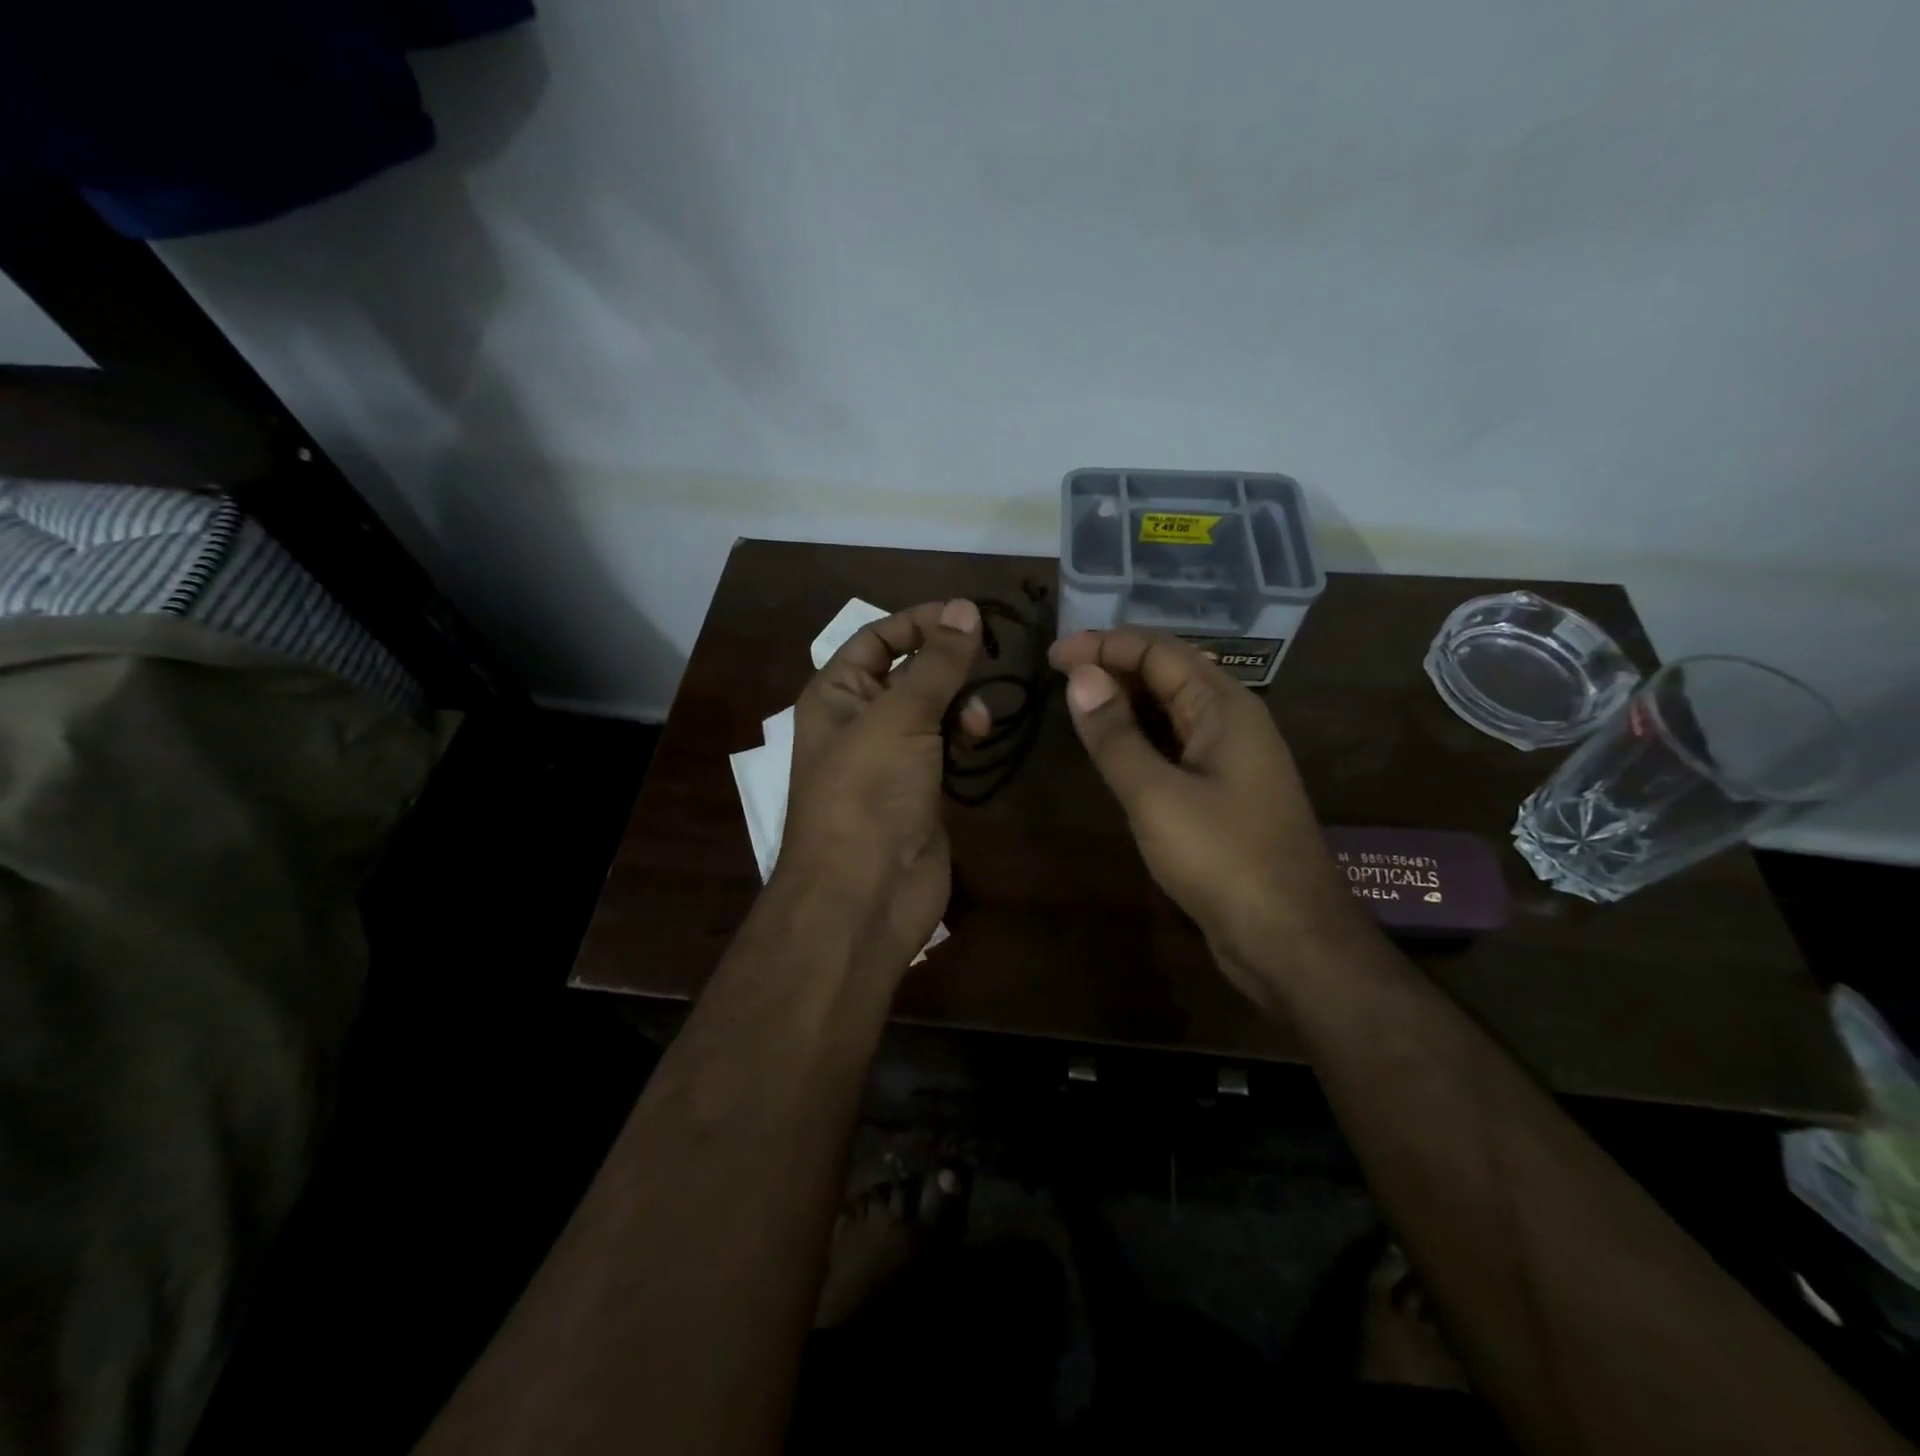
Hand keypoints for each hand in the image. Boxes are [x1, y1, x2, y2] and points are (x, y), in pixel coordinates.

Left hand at [777, 600, 988, 975]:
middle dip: (946, 664)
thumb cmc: (869, 793)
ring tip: (979, 720)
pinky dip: (964, 737)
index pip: (876, 638)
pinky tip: (980, 739)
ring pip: (932, 710)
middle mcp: (860, 721)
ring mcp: (891, 759)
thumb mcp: (900, 716)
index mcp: (836, 695)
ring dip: (960, 703)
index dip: (919, 622)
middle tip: (988, 660)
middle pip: (908, 672)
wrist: (865, 894)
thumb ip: (936, 663)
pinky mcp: (920, 790)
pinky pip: (945, 747)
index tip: (969, 616)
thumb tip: (965, 608)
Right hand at [1048, 628, 1361, 1005]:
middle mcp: (1232, 722)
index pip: (1159, 651)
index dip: (1104, 645)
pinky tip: (1110, 749)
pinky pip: (1175, 747)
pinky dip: (1139, 738)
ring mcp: (1230, 760)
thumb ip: (1115, 735)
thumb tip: (1079, 676)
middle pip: (1168, 674)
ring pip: (1171, 712)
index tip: (1052, 655)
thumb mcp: (1156, 795)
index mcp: (1225, 707)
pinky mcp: (1222, 794)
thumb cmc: (1223, 858)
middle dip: (1114, 667)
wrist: (1289, 939)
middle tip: (1056, 676)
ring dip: (1125, 702)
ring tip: (1074, 704)